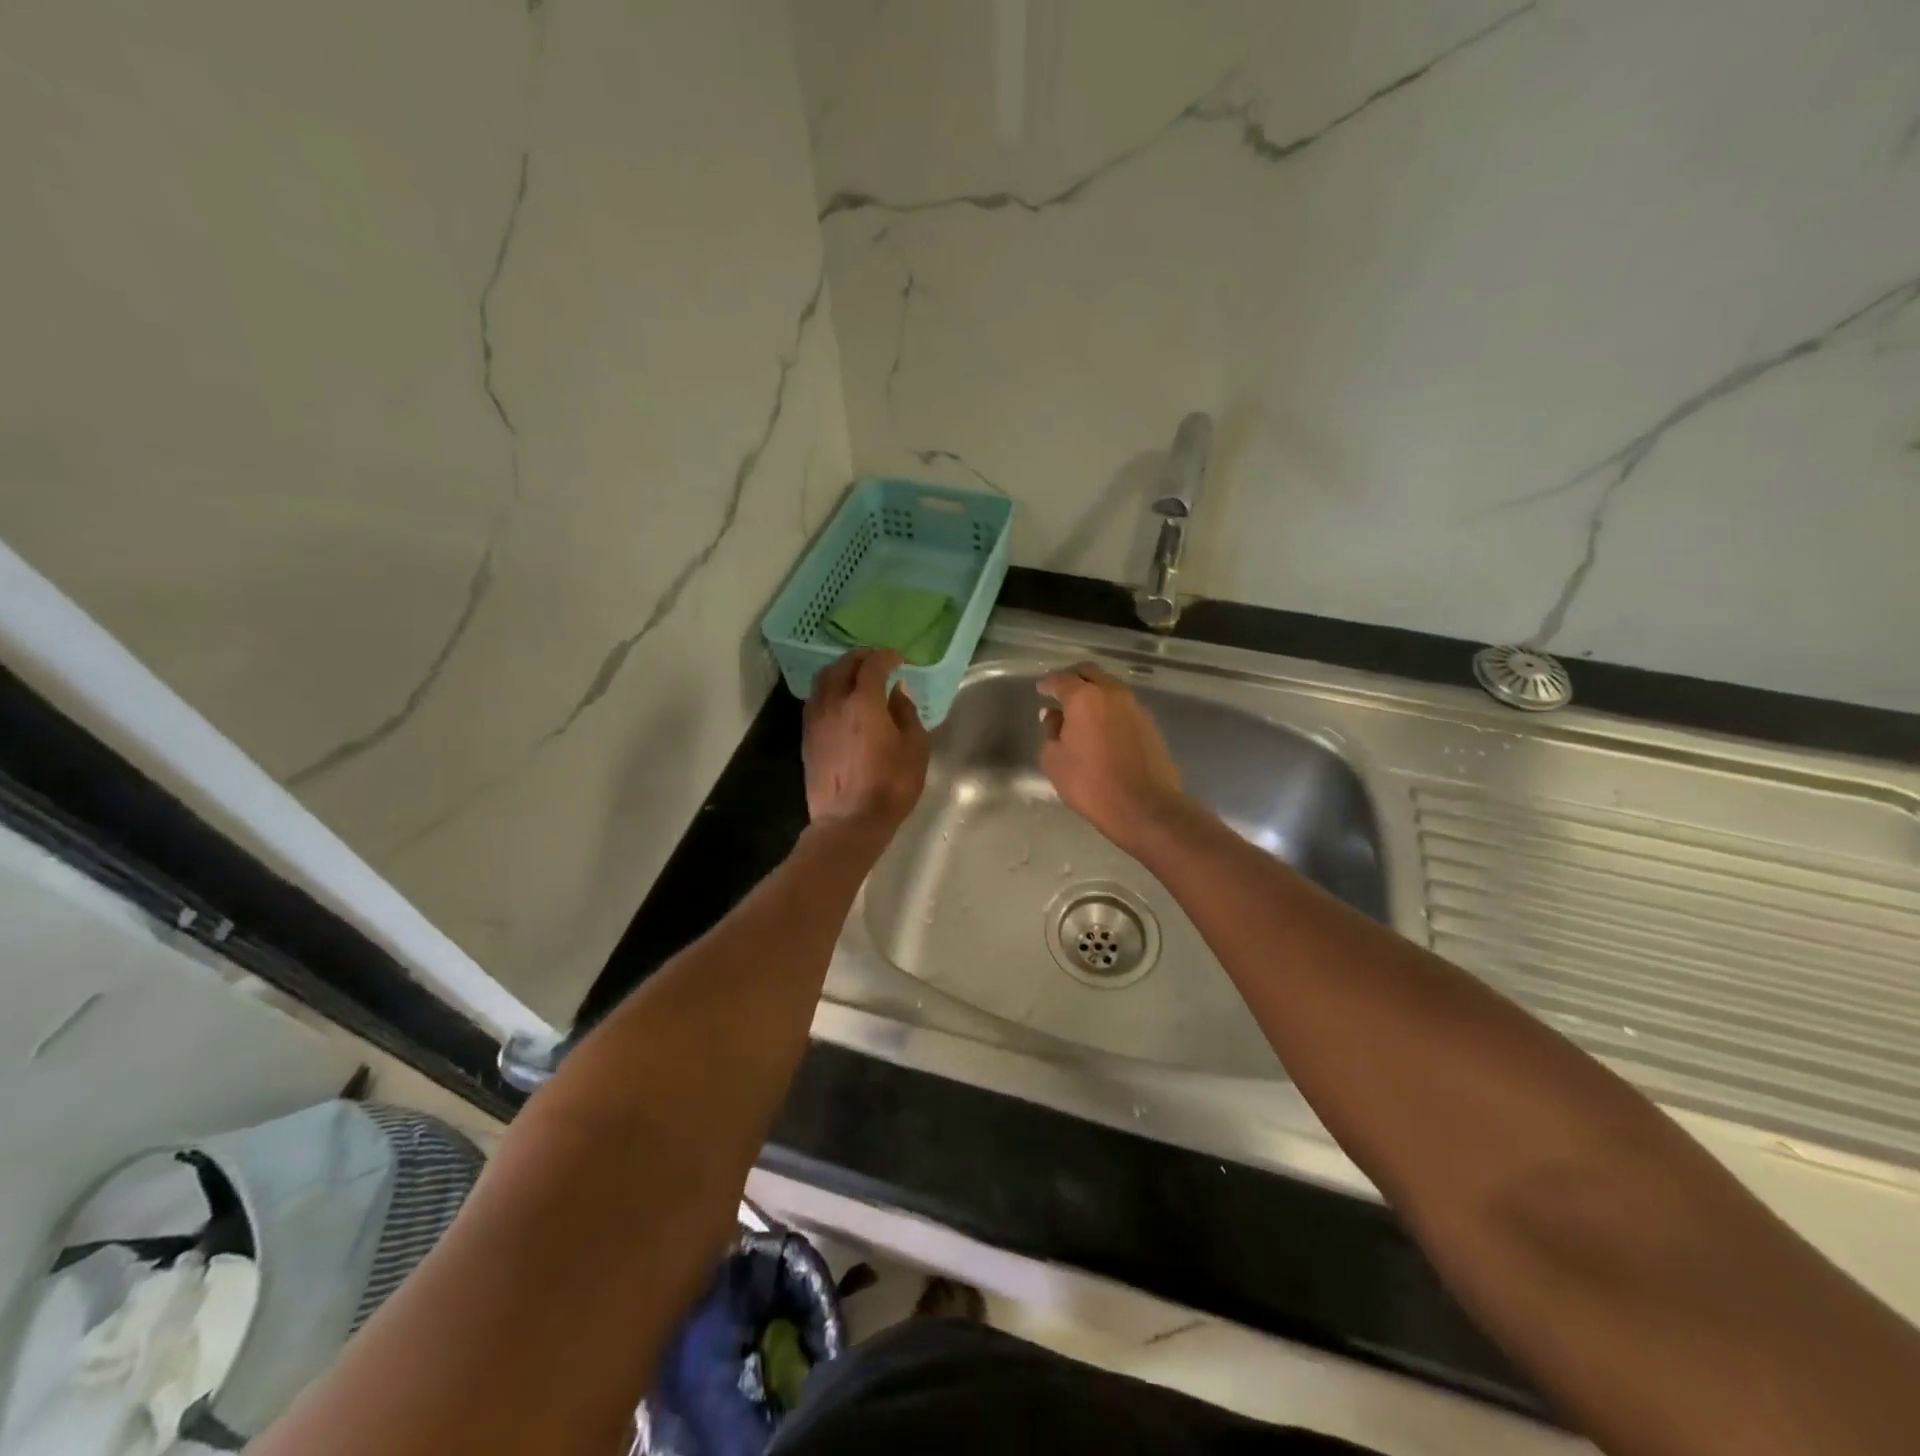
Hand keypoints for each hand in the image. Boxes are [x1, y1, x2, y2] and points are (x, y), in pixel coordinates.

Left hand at [803, 649, 929, 832]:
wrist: (849, 821)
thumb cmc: (890, 785)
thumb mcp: (914, 748)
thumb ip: (906, 713)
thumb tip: (897, 692)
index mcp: (863, 702)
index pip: (872, 665)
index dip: (886, 656)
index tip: (897, 658)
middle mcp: (834, 703)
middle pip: (841, 667)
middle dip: (859, 658)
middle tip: (875, 661)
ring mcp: (815, 721)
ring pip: (822, 682)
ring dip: (840, 673)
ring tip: (855, 678)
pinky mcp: (807, 738)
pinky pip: (815, 702)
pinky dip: (829, 693)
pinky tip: (840, 704)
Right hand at [1038, 662, 1185, 851]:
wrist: (1144, 807)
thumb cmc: (1090, 784)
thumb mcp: (1054, 760)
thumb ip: (1051, 731)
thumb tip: (1054, 716)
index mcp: (1085, 698)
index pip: (1061, 679)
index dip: (1048, 683)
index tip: (1041, 690)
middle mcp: (1113, 694)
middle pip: (1090, 674)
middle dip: (1073, 679)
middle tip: (1061, 694)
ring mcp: (1136, 707)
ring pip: (1110, 688)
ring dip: (1094, 694)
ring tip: (1082, 714)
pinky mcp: (1150, 724)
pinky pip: (1124, 707)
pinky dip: (1110, 710)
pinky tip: (1102, 729)